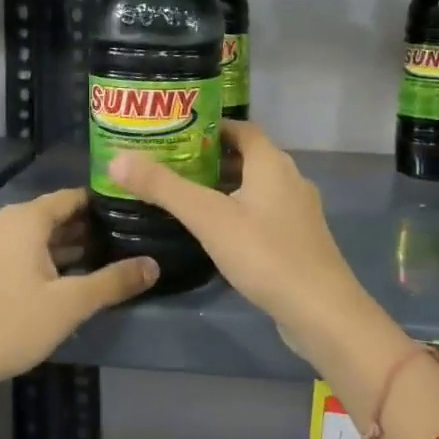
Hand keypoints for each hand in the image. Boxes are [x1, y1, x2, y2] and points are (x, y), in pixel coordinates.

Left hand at [0, 187, 156, 399]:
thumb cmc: (8, 324)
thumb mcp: (69, 305)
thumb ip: (113, 282)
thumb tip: (153, 265)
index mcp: (25, 220)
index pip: (72, 197)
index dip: (103, 204)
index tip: (131, 215)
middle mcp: (3, 223)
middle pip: (53, 216)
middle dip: (87, 229)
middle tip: (124, 242)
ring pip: (34, 238)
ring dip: (64, 248)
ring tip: (99, 262)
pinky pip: (17, 254)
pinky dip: (42, 261)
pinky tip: (60, 284)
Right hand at [109, 121, 360, 333]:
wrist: (321, 311)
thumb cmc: (265, 255)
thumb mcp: (208, 218)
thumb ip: (164, 188)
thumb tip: (118, 160)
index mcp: (272, 162)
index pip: (240, 128)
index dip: (209, 126)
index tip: (175, 134)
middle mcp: (290, 178)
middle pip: (246, 157)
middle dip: (210, 159)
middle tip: (170, 166)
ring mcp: (298, 211)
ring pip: (255, 187)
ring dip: (224, 188)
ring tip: (185, 197)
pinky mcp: (299, 240)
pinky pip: (264, 213)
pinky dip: (239, 212)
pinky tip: (216, 233)